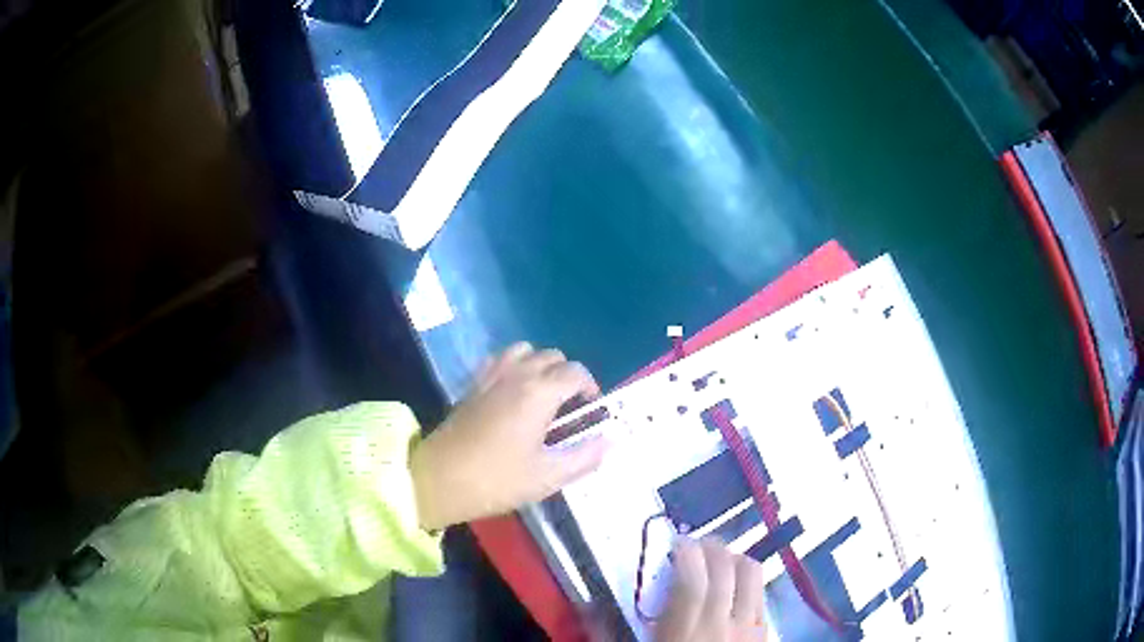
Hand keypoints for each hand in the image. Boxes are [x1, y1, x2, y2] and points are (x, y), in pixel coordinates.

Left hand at [410, 342, 608, 530]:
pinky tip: (512, 392)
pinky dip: (514, 365)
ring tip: (542, 395)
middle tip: (569, 408)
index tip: (591, 412)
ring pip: (525, 350)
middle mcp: (517, 374)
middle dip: (568, 376)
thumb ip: (584, 458)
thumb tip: (610, 441)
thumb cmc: (496, 479)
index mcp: (539, 393)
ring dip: (540, 365)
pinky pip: (500, 359)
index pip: (576, 373)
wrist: (438, 479)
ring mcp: (491, 376)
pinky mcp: (472, 384)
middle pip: (553, 356)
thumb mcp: (547, 477)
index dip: (591, 388)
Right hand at [656, 538, 767, 641]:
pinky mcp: (767, 632)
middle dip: (710, 547)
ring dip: (734, 560)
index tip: (676, 542)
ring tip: (718, 564)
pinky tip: (737, 590)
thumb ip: (648, 619)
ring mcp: (750, 626)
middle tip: (695, 546)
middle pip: (725, 567)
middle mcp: (722, 621)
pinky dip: (749, 583)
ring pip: (752, 574)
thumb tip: (640, 591)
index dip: (685, 550)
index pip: (691, 575)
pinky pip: (763, 594)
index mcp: (685, 628)